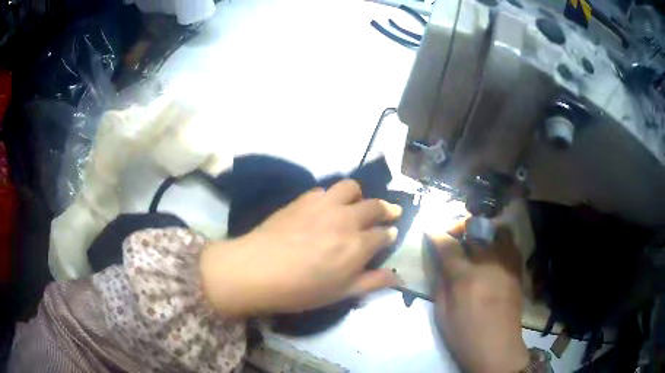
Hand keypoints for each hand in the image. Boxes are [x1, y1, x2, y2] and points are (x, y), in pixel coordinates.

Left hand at [200, 179, 402, 316]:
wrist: (256, 270)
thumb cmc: (300, 290)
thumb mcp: (340, 293)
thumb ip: (371, 282)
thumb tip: (397, 277)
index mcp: (358, 245)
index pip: (384, 233)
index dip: (390, 234)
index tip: (390, 235)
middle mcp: (346, 219)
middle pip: (375, 206)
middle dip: (386, 209)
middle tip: (387, 213)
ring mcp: (324, 204)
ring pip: (352, 187)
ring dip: (360, 195)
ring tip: (355, 205)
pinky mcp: (303, 199)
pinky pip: (325, 189)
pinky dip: (332, 196)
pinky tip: (325, 207)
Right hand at [428, 222, 528, 372]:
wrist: (498, 347)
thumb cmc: (465, 334)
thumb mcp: (442, 313)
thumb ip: (439, 283)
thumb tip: (437, 261)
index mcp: (466, 276)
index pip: (448, 245)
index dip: (436, 234)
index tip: (429, 230)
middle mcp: (488, 263)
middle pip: (475, 228)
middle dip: (459, 226)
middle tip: (452, 235)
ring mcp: (506, 264)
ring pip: (498, 230)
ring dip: (483, 229)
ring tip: (475, 240)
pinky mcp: (517, 270)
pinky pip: (511, 244)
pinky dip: (500, 241)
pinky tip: (493, 253)